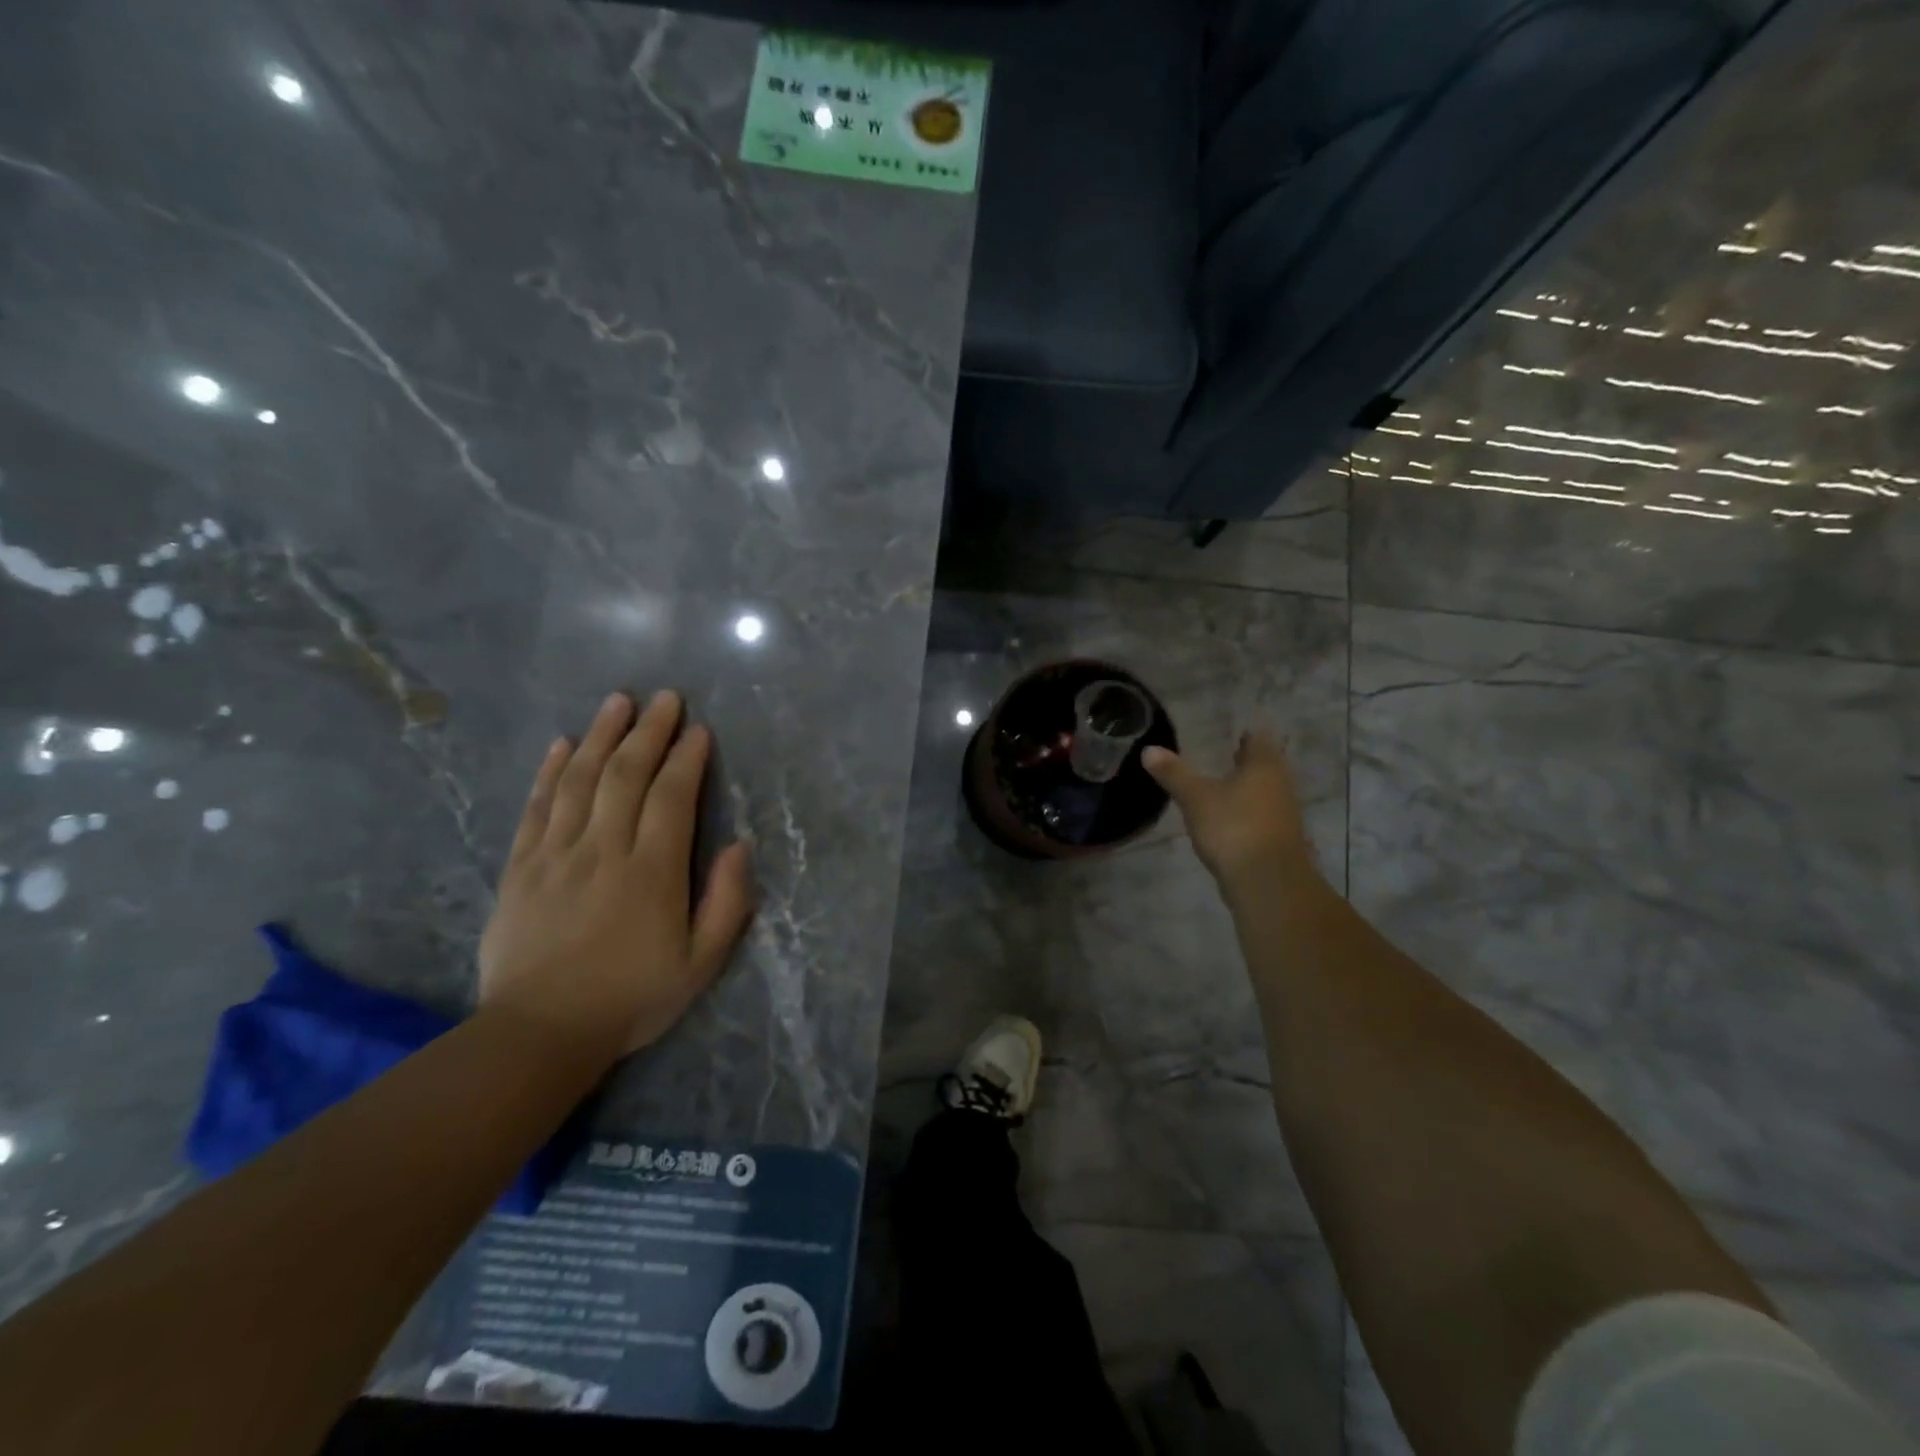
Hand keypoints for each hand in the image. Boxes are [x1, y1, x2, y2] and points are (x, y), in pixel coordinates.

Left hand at [479, 690, 753, 1063]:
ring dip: (601, 736)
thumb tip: (739, 846)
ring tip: (618, 702)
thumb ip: (727, 903)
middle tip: (664, 697)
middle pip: (625, 776)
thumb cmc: (632, 998)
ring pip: (580, 781)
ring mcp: (557, 855)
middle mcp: (604, 851)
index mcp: (652, 873)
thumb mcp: (701, 963)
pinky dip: (550, 772)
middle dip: (648, 731)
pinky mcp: (521, 867)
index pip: (671, 798)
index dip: (687, 759)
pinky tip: (562, 745)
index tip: (699, 730)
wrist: (540, 1033)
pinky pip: (536, 808)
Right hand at [1143, 732, 1317, 891]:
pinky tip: (1228, 819)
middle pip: (1265, 766)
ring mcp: (1284, 815)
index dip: (1247, 734)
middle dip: (1247, 761)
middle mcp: (1281, 785)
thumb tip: (1149, 749)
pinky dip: (1247, 812)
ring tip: (1222, 785)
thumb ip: (1173, 773)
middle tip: (1225, 753)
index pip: (1259, 739)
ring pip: (1266, 792)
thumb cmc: (1233, 827)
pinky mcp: (1279, 841)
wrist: (1267, 882)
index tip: (1233, 731)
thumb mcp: (1195, 798)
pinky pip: (1262, 816)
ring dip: (1248, 788)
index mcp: (1264, 766)